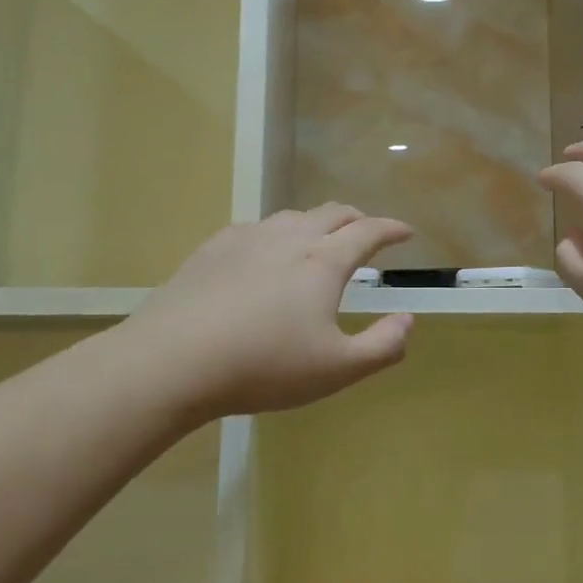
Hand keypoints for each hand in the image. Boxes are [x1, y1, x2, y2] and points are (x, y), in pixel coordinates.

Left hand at [130, 204, 415, 419]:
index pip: (368, 232)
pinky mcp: (213, 249)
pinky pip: (256, 228)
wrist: (173, 360)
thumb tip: (408, 320)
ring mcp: (248, 239)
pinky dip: (277, 233)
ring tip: (319, 240)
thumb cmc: (264, 366)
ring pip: (293, 216)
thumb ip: (383, 346)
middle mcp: (289, 238)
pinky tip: (265, 253)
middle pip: (332, 213)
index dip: (392, 229)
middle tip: (367, 232)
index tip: (406, 232)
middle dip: (357, 219)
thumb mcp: (337, 369)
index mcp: (324, 262)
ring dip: (317, 223)